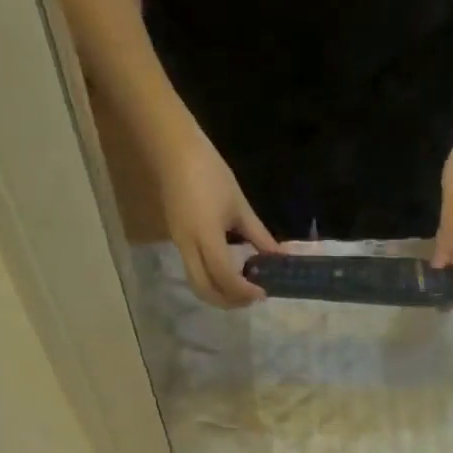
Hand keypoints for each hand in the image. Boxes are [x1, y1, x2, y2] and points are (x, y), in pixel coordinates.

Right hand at [155, 125, 277, 307]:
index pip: (225, 276)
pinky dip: (212, 280)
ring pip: (197, 283)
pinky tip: (229, 272)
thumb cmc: (210, 172)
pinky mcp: (177, 240)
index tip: (264, 292)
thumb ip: (259, 235)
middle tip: (253, 297)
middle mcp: (189, 246)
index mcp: (206, 236)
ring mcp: (180, 244)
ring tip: (242, 289)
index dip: (245, 290)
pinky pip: (194, 270)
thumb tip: (279, 257)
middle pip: (205, 290)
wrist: (173, 150)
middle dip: (229, 301)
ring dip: (219, 294)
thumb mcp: (240, 205)